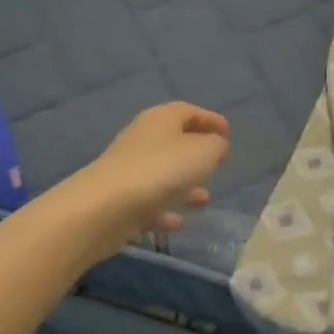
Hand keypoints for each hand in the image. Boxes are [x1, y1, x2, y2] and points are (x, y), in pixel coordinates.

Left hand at [66, 102, 230, 263]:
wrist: (105, 208)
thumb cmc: (161, 170)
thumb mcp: (203, 152)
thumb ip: (217, 146)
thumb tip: (217, 146)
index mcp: (161, 118)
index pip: (189, 111)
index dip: (210, 119)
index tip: (228, 133)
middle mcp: (143, 138)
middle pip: (175, 141)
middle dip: (197, 154)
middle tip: (218, 165)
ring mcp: (128, 169)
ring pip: (163, 173)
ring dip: (185, 185)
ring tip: (206, 199)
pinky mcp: (119, 198)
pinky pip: (149, 201)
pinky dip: (165, 208)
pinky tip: (179, 222)